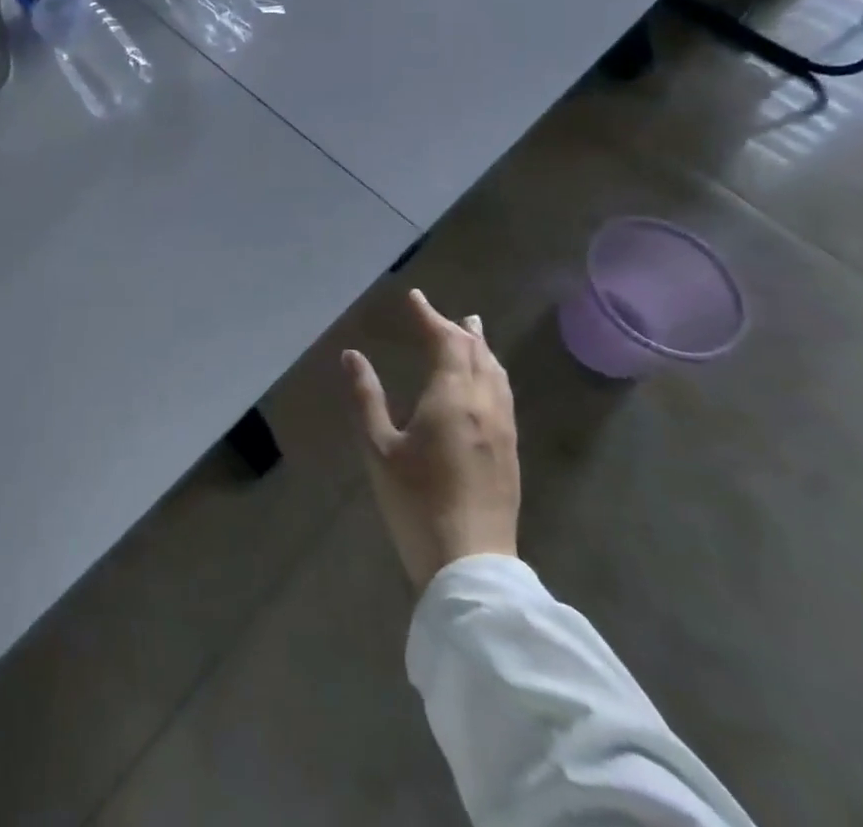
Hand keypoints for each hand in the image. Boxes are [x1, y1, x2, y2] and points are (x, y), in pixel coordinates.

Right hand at [343, 290, 519, 591]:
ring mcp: (503, 428)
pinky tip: (486, 380)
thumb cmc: (416, 503)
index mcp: (451, 398)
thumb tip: (352, 355)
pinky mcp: (511, 451)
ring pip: (496, 373)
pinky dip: (491, 371)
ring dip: (480, 348)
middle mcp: (484, 404)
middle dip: (456, 328)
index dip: (430, 316)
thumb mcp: (379, 449)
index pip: (446, 341)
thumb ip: (366, 397)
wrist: (471, 565)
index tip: (415, 297)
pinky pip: (504, 393)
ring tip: (471, 332)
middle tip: (436, 314)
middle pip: (476, 352)